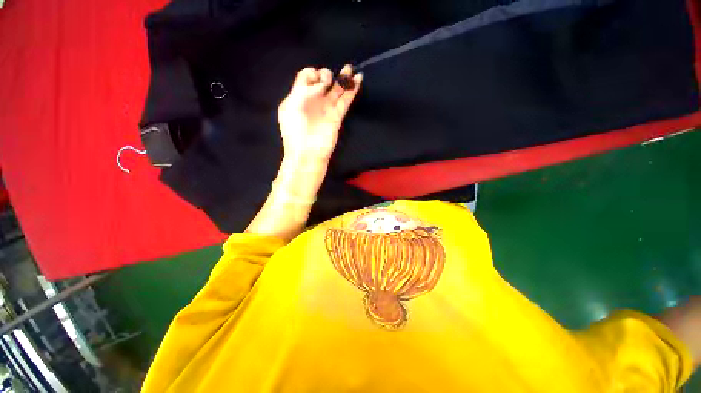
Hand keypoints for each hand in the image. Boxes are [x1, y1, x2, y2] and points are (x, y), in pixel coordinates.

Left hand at [278, 65, 362, 162]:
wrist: (307, 154)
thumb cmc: (295, 131)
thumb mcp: (292, 106)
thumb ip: (304, 90)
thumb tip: (321, 84)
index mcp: (298, 97)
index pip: (306, 77)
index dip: (312, 73)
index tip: (315, 81)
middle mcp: (313, 101)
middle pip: (322, 81)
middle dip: (326, 74)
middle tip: (327, 81)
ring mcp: (326, 109)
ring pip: (337, 90)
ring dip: (343, 78)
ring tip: (349, 69)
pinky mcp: (337, 117)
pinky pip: (345, 101)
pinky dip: (352, 91)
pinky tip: (358, 79)